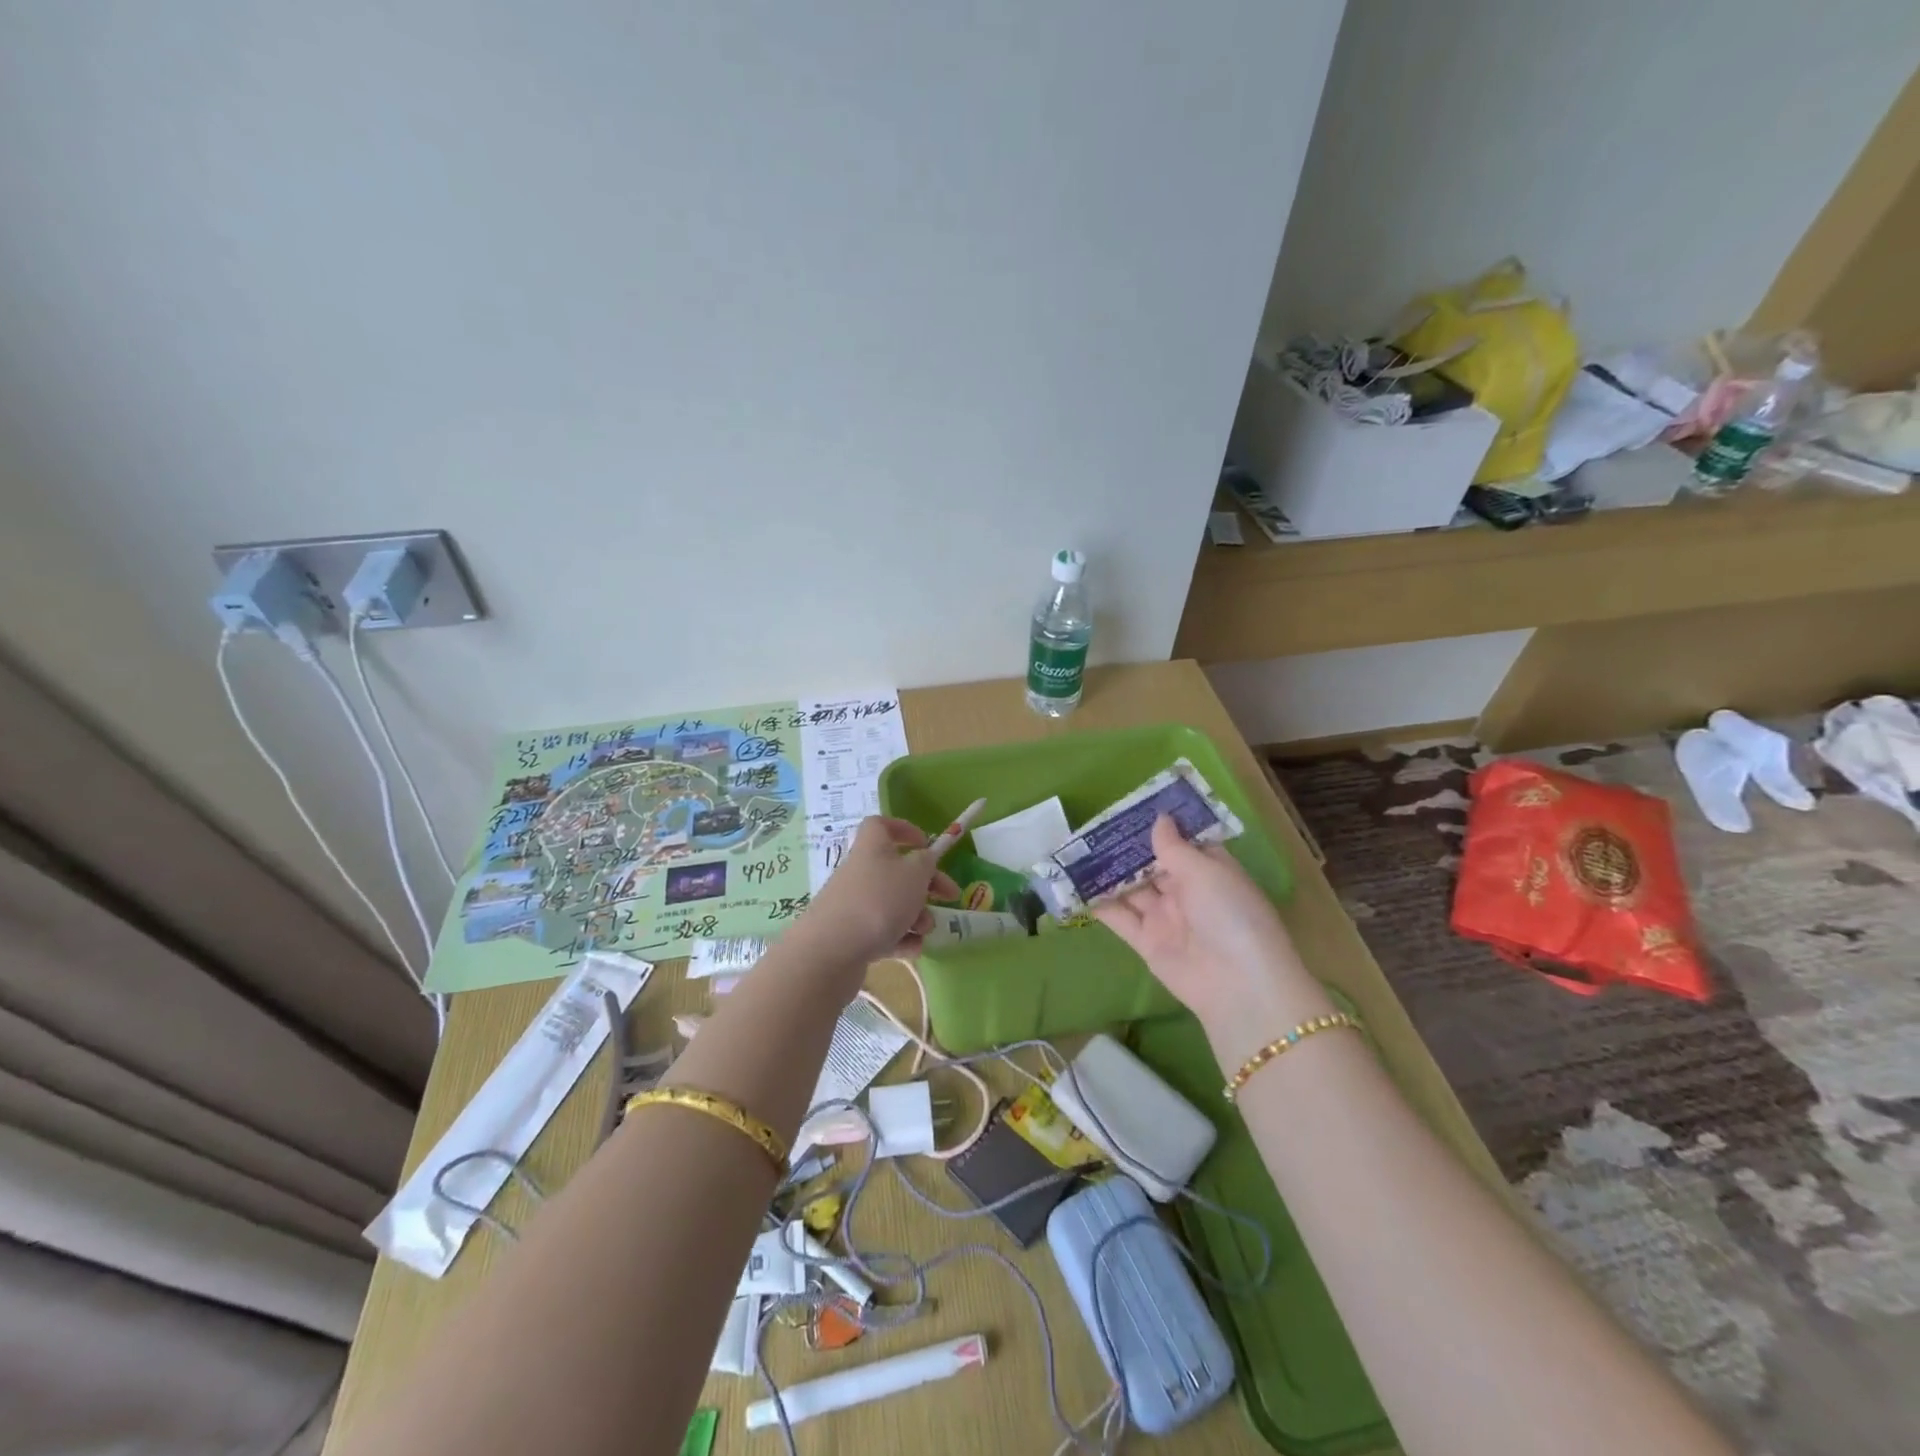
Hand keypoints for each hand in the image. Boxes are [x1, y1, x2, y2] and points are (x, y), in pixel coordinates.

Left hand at [790, 816, 959, 975]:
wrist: (832, 951)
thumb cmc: (878, 901)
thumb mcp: (914, 874)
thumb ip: (926, 862)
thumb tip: (925, 858)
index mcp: (872, 847)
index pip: (881, 825)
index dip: (904, 829)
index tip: (925, 843)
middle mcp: (861, 872)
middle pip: (896, 870)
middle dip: (926, 884)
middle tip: (950, 896)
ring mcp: (854, 905)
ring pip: (893, 904)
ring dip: (916, 915)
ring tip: (924, 931)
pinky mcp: (852, 935)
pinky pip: (883, 931)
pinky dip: (900, 938)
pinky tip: (911, 949)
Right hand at [1094, 815, 1332, 1070]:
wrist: (1238, 985)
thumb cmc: (1230, 914)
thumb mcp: (1205, 872)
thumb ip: (1174, 846)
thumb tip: (1159, 819)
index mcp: (1210, 870)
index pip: (1182, 842)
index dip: (1158, 826)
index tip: (1130, 807)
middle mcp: (1187, 892)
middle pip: (1152, 864)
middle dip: (1126, 848)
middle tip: (1092, 826)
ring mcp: (1166, 918)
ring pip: (1132, 889)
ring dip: (1108, 873)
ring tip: (1076, 851)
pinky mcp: (1147, 942)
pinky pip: (1120, 918)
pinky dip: (1100, 904)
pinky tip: (1075, 887)